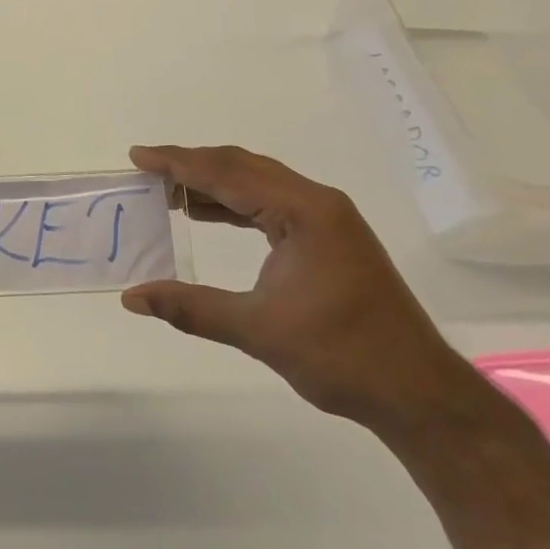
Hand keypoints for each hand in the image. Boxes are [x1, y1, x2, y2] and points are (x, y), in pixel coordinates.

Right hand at [120, 145, 475, 431]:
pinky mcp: (329, 238)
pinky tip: (207, 214)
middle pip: (242, 167)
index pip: (227, 174)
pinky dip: (234, 203)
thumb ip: (190, 307)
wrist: (417, 393)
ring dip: (212, 183)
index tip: (138, 156)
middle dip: (192, 165)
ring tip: (168, 191)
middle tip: (147, 171)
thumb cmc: (341, 356)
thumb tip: (131, 297)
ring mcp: (327, 219)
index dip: (178, 163)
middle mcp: (317, 203)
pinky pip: (270, 204)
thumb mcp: (257, 330)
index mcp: (304, 212)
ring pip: (257, 183)